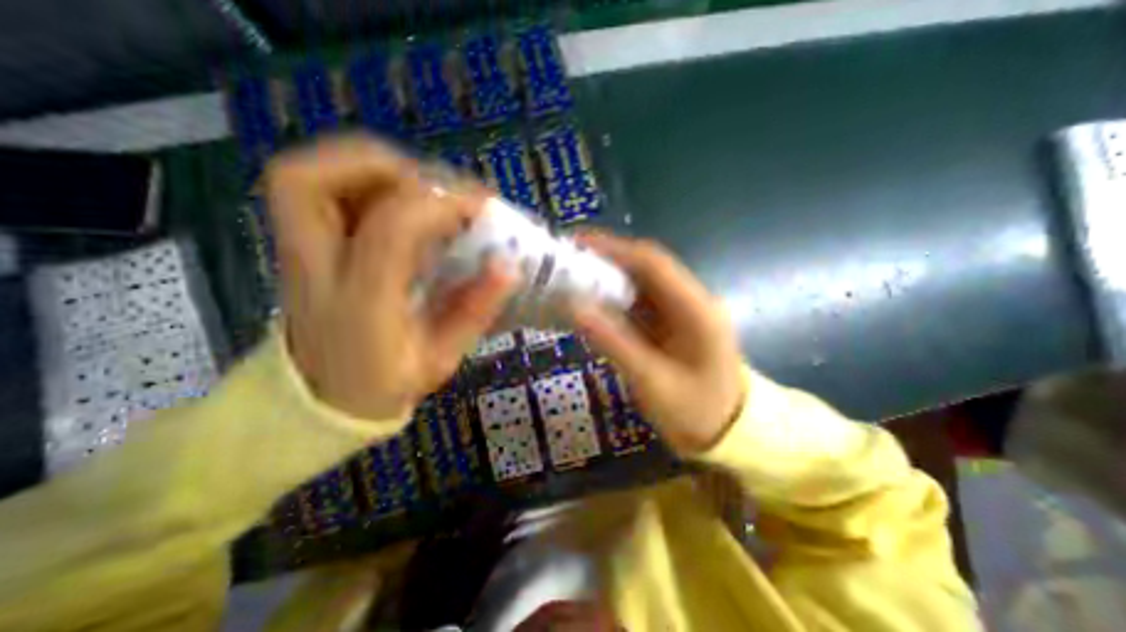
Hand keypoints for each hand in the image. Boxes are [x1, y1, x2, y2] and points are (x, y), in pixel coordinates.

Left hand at [266, 133, 515, 418]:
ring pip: (304, 175)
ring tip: (421, 187)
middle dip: (386, 166)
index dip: (441, 205)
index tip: (482, 206)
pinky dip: (358, 178)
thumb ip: (475, 311)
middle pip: (315, 181)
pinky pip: (313, 187)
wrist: (320, 399)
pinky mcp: (299, 245)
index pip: (392, 229)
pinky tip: (397, 199)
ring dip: (370, 166)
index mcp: (360, 305)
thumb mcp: (441, 359)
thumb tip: (509, 265)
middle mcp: (317, 269)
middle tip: (439, 186)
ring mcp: (296, 253)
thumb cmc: (384, 383)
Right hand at [572, 233, 746, 453]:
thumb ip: (614, 342)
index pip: (652, 263)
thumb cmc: (697, 412)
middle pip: (645, 269)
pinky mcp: (673, 323)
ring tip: (571, 282)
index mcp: (696, 309)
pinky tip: (593, 306)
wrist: (730, 432)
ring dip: (608, 281)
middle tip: (566, 264)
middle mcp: (692, 300)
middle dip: (606, 262)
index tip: (577, 245)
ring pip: (641, 285)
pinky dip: (615, 302)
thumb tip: (575, 307)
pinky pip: (640, 304)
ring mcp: (683, 311)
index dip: (614, 249)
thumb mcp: (653, 382)